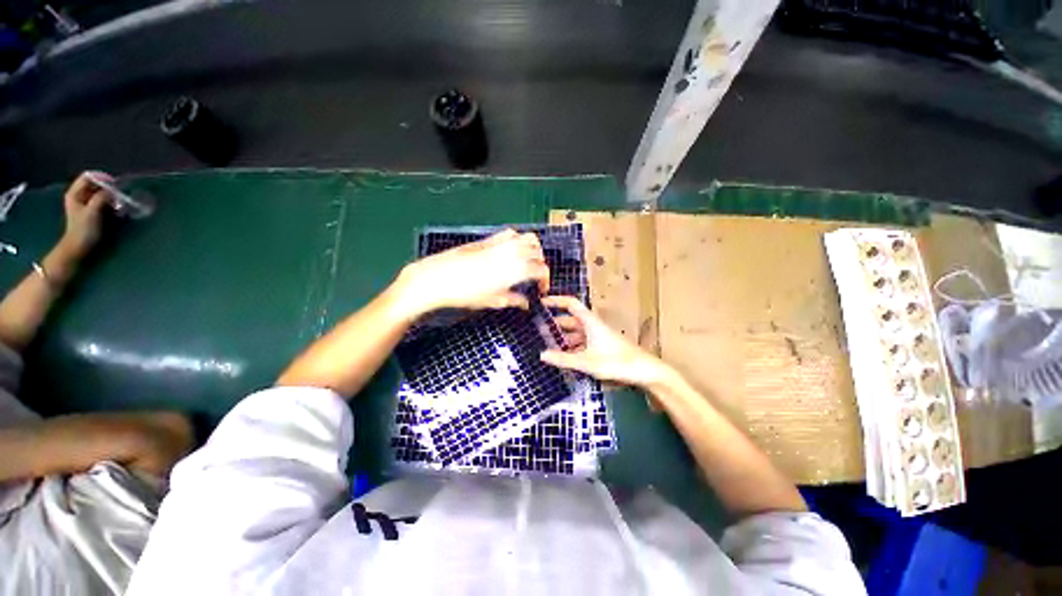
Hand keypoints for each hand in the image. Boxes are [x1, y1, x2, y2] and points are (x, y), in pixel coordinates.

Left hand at [58, 171, 114, 260]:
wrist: (77, 248)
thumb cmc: (83, 230)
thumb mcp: (92, 212)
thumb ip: (101, 198)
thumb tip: (113, 189)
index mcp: (75, 193)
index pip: (89, 177)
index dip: (102, 178)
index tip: (115, 184)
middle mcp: (79, 195)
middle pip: (95, 184)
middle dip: (108, 188)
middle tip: (119, 194)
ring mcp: (85, 204)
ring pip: (99, 193)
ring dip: (110, 196)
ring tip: (119, 203)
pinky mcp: (91, 211)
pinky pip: (102, 201)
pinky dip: (110, 203)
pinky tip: (116, 209)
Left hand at [394, 230, 549, 317]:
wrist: (437, 278)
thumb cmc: (465, 294)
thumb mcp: (492, 301)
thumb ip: (513, 300)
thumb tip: (525, 303)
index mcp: (516, 269)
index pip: (542, 269)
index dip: (546, 280)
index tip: (541, 289)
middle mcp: (512, 252)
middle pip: (538, 252)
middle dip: (541, 264)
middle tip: (534, 276)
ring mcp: (500, 243)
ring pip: (528, 237)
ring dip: (533, 248)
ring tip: (527, 260)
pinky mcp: (488, 239)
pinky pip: (510, 233)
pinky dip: (517, 239)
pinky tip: (511, 251)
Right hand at [540, 295, 671, 388]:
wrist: (644, 371)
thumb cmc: (616, 362)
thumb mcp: (587, 362)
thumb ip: (564, 359)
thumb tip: (541, 355)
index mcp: (589, 322)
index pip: (570, 304)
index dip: (555, 301)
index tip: (540, 303)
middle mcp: (592, 326)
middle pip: (570, 320)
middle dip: (554, 324)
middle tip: (536, 330)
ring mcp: (597, 337)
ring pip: (575, 333)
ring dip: (562, 338)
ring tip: (545, 345)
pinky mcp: (601, 347)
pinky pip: (581, 343)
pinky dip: (570, 348)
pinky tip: (562, 358)